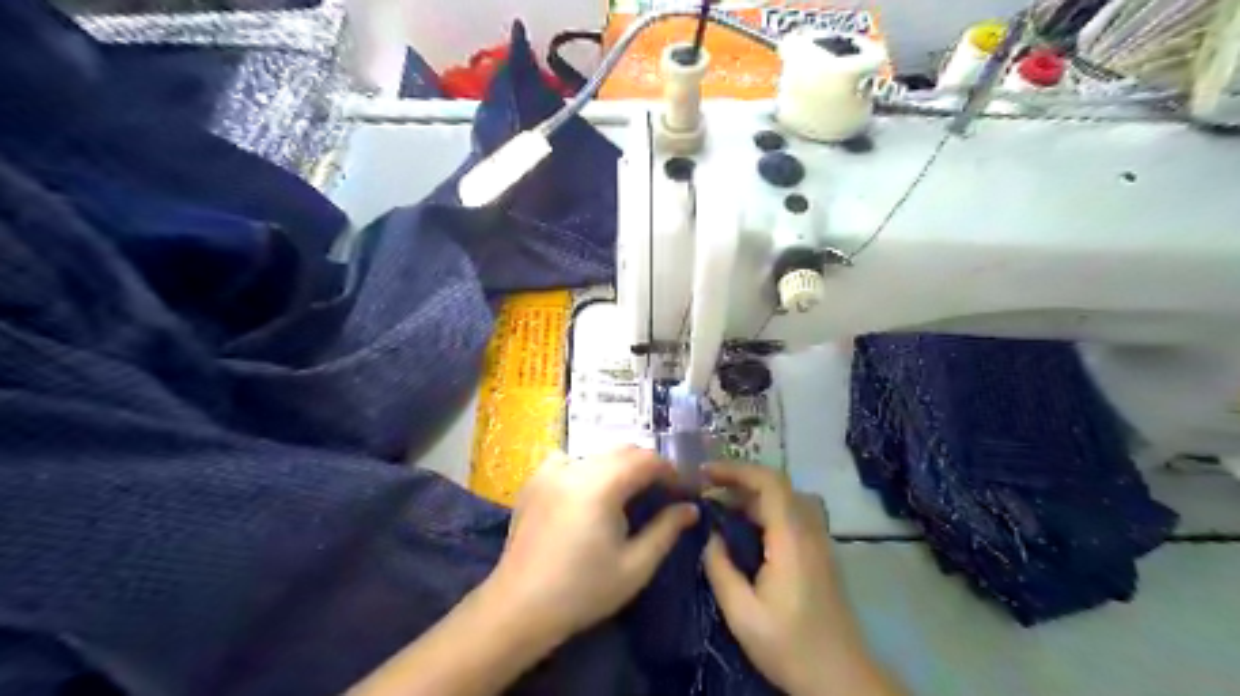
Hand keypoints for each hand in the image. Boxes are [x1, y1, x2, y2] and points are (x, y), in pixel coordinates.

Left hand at [484, 448, 696, 644]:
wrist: (519, 607)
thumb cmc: (583, 591)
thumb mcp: (635, 566)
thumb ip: (666, 530)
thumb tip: (690, 508)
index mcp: (602, 484)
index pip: (647, 460)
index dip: (671, 472)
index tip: (685, 491)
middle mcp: (576, 467)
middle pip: (623, 451)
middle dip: (648, 467)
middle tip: (662, 493)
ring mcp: (551, 470)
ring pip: (598, 454)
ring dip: (620, 466)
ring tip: (629, 493)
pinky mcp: (535, 480)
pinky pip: (570, 459)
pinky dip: (588, 467)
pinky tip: (588, 491)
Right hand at [701, 462, 896, 695]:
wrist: (840, 678)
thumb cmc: (790, 646)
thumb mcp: (742, 614)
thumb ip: (720, 569)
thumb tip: (711, 538)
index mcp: (792, 539)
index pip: (769, 483)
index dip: (736, 470)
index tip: (704, 473)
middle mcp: (809, 531)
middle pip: (776, 486)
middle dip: (738, 480)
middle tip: (705, 490)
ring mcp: (818, 540)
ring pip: (784, 498)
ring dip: (751, 494)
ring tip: (720, 506)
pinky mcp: (819, 552)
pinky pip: (790, 514)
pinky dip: (763, 509)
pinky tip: (744, 529)